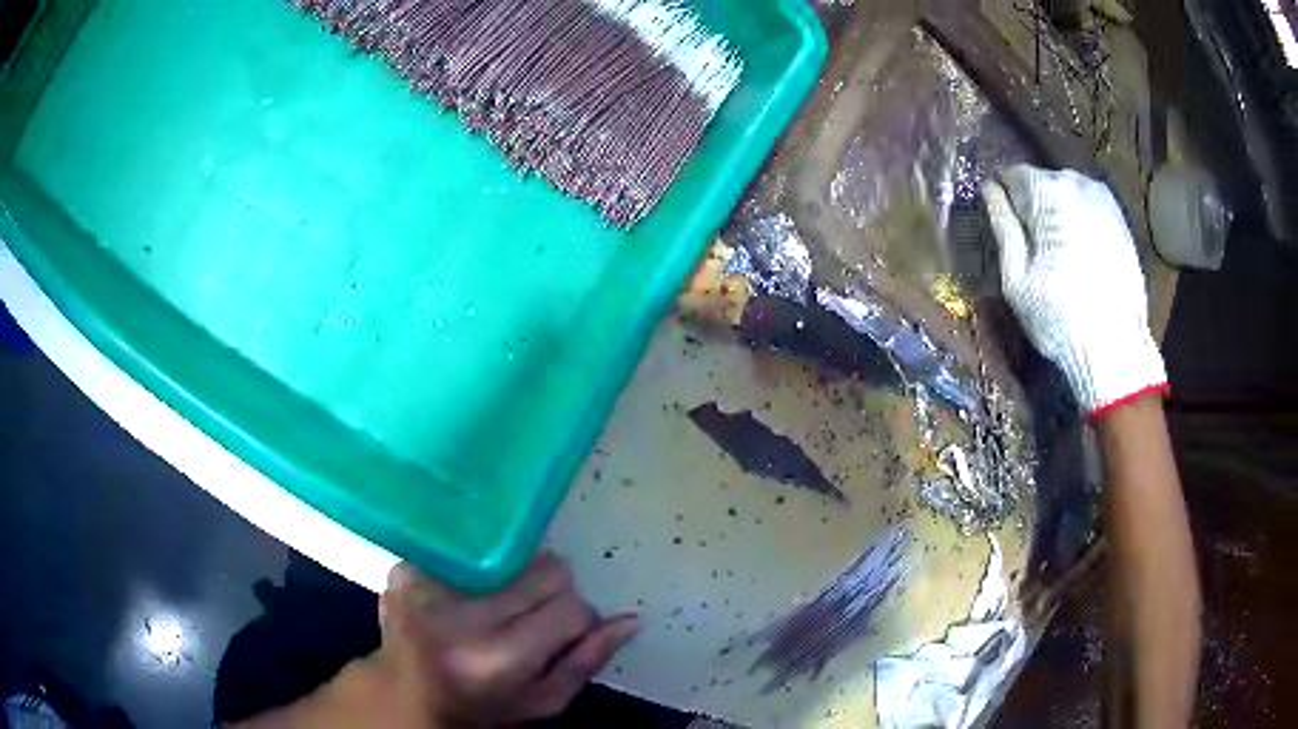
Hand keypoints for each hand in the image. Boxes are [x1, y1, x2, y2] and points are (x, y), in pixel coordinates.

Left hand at [372, 555, 639, 726]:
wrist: (405, 697)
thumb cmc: (482, 710)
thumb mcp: (542, 702)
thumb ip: (587, 662)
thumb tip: (629, 619)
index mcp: (500, 656)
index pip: (571, 607)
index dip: (575, 620)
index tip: (558, 635)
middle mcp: (462, 616)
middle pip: (545, 571)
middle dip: (548, 594)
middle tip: (526, 621)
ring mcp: (428, 587)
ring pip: (510, 555)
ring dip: (513, 580)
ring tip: (493, 610)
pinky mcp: (405, 570)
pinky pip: (467, 551)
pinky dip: (475, 571)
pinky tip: (464, 598)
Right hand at [981, 165, 1167, 417]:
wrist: (1115, 349)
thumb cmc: (1059, 316)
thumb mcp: (1017, 276)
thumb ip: (1003, 225)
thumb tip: (990, 189)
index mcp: (1050, 191)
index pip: (1014, 174)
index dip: (1006, 199)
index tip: (1008, 229)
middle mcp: (1080, 184)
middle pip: (1043, 181)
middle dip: (1034, 205)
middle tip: (1034, 248)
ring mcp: (1105, 201)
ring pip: (1068, 193)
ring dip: (1058, 214)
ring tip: (1059, 254)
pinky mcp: (1122, 221)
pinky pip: (1089, 208)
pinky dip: (1080, 223)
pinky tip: (1081, 255)